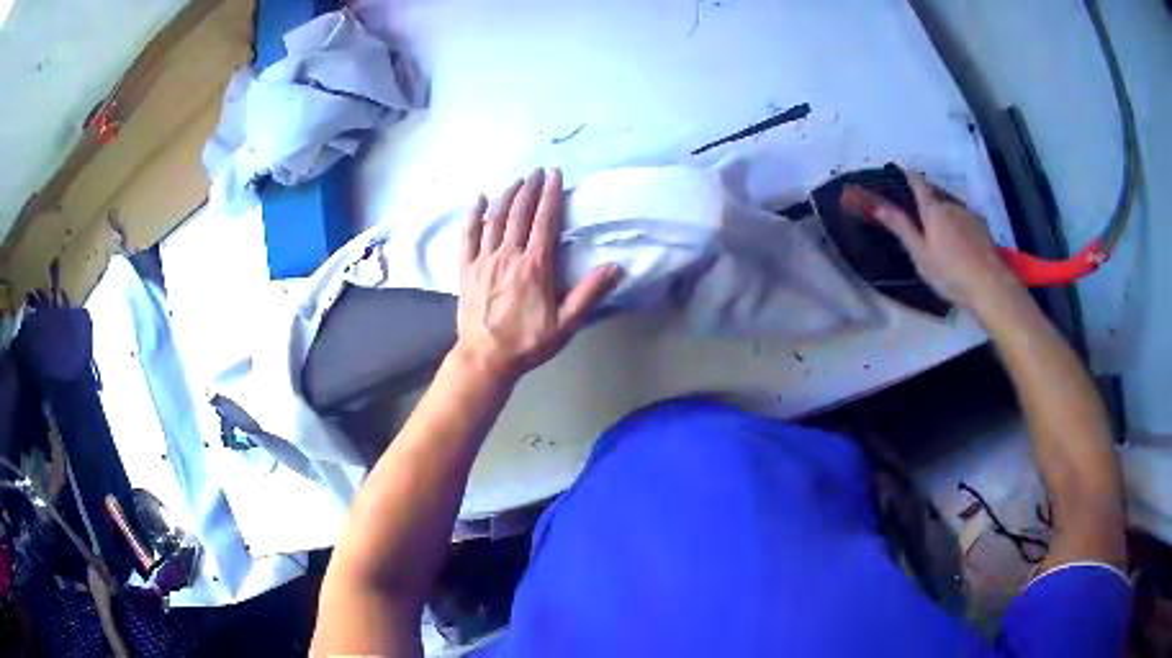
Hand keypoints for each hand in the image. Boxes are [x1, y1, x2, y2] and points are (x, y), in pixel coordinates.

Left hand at [454, 168, 622, 381]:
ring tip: (516, 181)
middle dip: (530, 188)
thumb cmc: (528, 343)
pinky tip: (478, 199)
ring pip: (495, 219)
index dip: (551, 194)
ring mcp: (484, 260)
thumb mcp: (566, 324)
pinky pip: (468, 235)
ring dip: (506, 196)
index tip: (555, 175)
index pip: (545, 221)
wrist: (485, 358)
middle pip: (519, 213)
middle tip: (537, 171)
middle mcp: (508, 255)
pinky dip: (473, 215)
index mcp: (535, 266)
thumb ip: (589, 293)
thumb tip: (615, 267)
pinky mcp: (467, 269)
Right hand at [852, 170, 1023, 313]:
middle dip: (927, 204)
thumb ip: (901, 227)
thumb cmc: (950, 272)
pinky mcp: (983, 228)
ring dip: (944, 218)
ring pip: (951, 210)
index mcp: (933, 209)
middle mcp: (951, 205)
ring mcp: (969, 215)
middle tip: (920, 222)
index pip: (918, 183)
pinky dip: (958, 228)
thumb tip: (877, 205)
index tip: (901, 174)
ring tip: (941, 239)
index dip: (909, 176)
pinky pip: (965, 221)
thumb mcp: (920, 253)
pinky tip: (959, 247)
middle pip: (936, 197)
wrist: (989, 286)